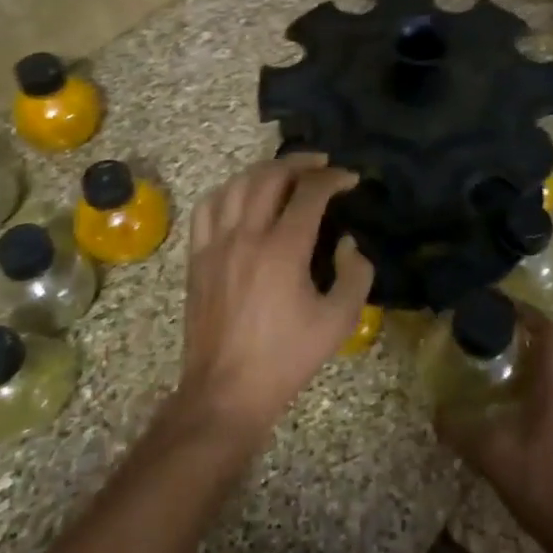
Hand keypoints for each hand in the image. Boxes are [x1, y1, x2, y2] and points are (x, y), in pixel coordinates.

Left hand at [177, 153, 373, 444]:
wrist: (226, 390)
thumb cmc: (287, 357)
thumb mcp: (339, 321)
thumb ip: (355, 274)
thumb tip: (348, 244)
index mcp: (283, 249)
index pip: (310, 192)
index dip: (334, 178)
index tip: (350, 179)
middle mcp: (246, 235)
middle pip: (270, 176)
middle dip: (300, 163)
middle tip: (322, 165)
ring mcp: (216, 244)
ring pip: (236, 185)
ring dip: (265, 171)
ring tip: (285, 174)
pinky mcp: (197, 257)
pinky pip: (207, 208)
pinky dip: (228, 191)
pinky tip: (241, 196)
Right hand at [434, 303, 552, 552]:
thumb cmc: (541, 484)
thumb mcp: (492, 455)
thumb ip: (460, 431)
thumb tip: (437, 413)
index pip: (548, 332)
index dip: (526, 312)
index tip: (499, 303)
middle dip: (525, 331)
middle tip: (492, 328)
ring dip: (529, 358)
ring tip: (494, 359)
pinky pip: (552, 392)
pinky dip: (531, 383)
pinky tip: (507, 401)